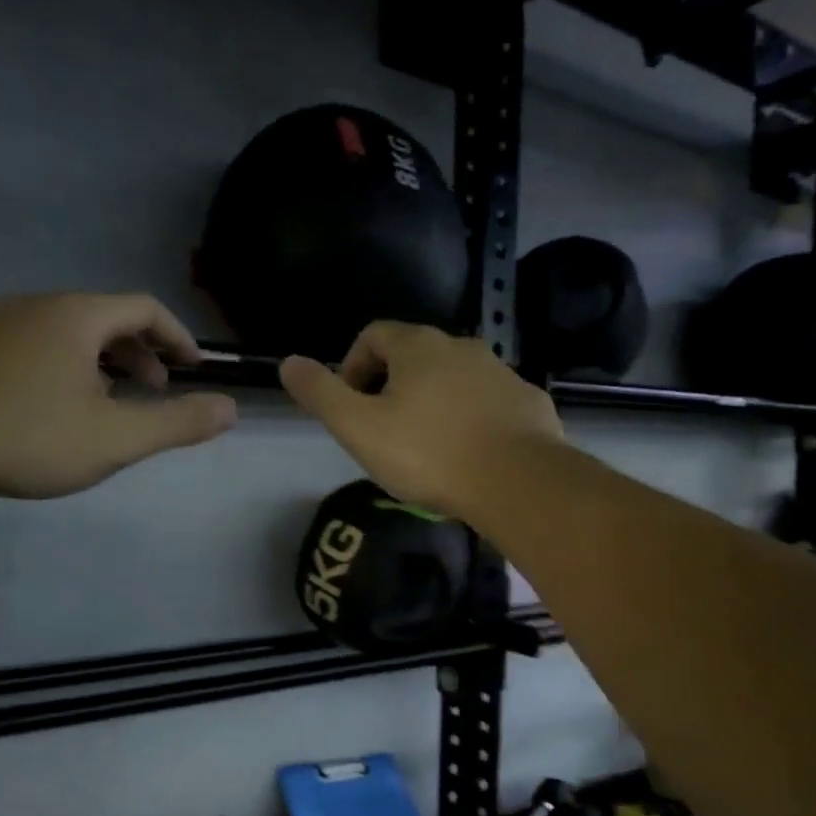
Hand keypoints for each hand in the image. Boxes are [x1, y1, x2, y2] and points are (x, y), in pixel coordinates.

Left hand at [0, 293, 236, 498]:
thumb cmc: (29, 436)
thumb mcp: (117, 437)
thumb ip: (178, 422)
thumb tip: (232, 409)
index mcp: (76, 316)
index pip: (143, 307)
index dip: (177, 335)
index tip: (194, 367)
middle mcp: (35, 307)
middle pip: (104, 317)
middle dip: (140, 351)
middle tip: (156, 389)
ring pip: (66, 334)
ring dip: (102, 362)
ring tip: (111, 403)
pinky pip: (32, 347)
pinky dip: (63, 368)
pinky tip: (54, 410)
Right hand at [279, 322, 562, 517]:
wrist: (516, 481)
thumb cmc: (429, 453)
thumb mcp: (359, 428)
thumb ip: (321, 394)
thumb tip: (288, 363)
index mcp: (417, 346)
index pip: (373, 335)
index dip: (352, 365)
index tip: (350, 404)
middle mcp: (462, 346)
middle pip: (415, 356)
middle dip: (392, 386)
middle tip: (384, 430)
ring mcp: (501, 372)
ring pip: (455, 379)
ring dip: (434, 402)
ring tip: (427, 447)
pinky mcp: (527, 401)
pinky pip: (489, 402)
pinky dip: (471, 418)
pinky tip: (469, 453)